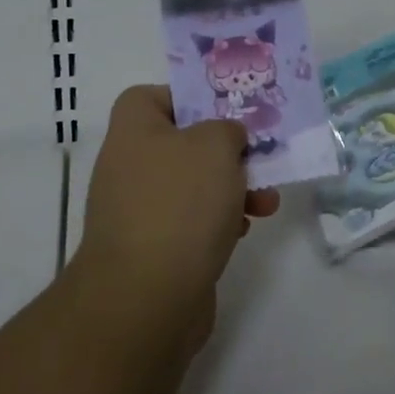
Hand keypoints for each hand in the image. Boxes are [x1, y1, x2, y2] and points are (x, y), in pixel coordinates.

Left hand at [75, 86, 280, 334]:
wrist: (146, 298)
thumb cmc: (180, 203)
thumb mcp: (216, 145)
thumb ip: (228, 129)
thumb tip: (226, 139)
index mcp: (133, 129)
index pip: (154, 95)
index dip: (190, 98)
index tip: (225, 113)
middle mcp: (128, 164)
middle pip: (183, 142)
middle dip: (226, 152)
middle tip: (258, 159)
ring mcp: (137, 208)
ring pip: (193, 184)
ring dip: (231, 189)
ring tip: (265, 202)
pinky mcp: (152, 247)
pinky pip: (190, 221)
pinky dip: (217, 222)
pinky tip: (241, 232)